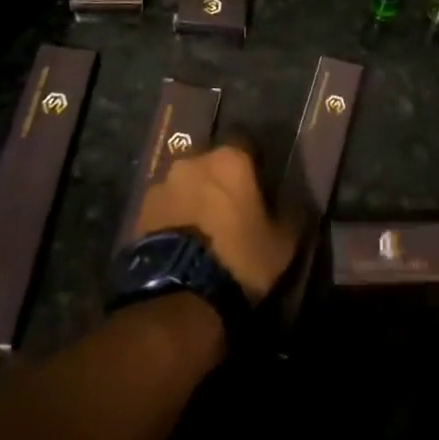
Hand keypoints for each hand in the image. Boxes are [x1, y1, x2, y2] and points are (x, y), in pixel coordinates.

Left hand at [134, 143, 299, 303]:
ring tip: (202, 231)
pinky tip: (182, 243)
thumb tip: (298, 201)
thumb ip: (292, 214)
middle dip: (219, 181)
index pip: (247, 145)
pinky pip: (165, 206)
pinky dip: (173, 217)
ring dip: (194, 198)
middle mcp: (193, 161)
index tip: (259, 189)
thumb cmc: (239, 258)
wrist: (179, 294)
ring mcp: (162, 184)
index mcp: (231, 159)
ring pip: (186, 184)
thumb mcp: (282, 243)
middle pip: (211, 163)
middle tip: (230, 211)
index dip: (254, 166)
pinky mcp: (140, 210)